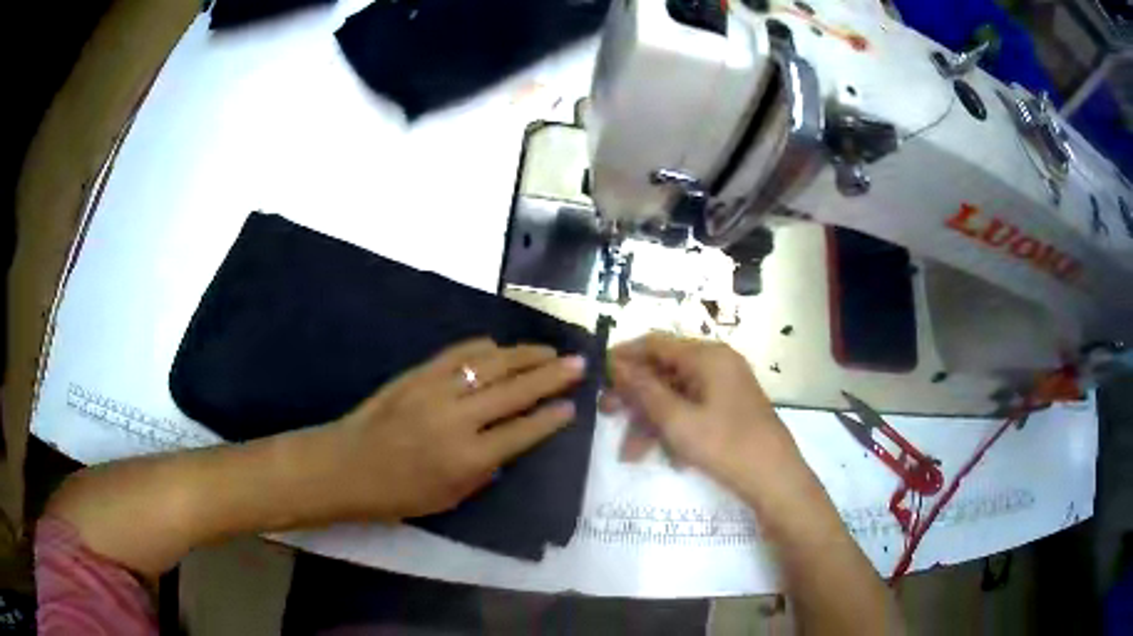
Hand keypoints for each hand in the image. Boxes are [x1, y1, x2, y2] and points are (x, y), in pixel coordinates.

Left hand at [329, 338, 585, 519]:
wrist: (346, 465)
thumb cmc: (397, 494)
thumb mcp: (449, 499)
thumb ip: (484, 472)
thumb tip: (507, 447)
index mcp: (468, 459)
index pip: (522, 432)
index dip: (551, 418)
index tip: (572, 406)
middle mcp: (458, 419)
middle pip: (515, 390)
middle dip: (552, 376)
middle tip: (579, 364)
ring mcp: (436, 390)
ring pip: (491, 364)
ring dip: (525, 355)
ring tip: (549, 350)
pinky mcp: (418, 373)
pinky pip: (459, 353)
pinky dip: (484, 348)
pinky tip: (500, 348)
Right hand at [603, 334, 797, 489]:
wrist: (775, 479)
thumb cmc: (725, 445)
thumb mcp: (677, 420)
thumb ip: (644, 390)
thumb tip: (615, 365)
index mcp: (707, 356)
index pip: (655, 343)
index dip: (623, 357)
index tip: (596, 376)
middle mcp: (716, 364)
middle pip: (664, 371)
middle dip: (635, 396)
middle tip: (606, 415)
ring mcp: (725, 387)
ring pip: (676, 396)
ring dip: (651, 422)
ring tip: (631, 455)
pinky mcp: (729, 409)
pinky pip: (692, 411)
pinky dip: (675, 430)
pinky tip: (669, 459)